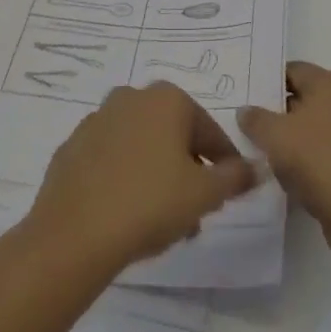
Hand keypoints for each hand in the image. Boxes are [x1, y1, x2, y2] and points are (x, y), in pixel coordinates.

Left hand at [24, 82, 257, 276]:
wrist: (73, 234)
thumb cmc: (150, 203)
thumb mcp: (205, 194)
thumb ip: (235, 177)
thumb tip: (257, 166)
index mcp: (167, 98)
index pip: (209, 132)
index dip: (224, 165)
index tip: (228, 194)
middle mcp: (131, 97)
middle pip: (173, 136)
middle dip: (187, 171)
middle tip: (195, 212)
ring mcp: (97, 120)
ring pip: (142, 148)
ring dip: (157, 176)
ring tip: (162, 223)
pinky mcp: (72, 147)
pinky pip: (110, 161)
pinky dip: (124, 179)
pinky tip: (126, 215)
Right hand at [238, 62, 330, 264]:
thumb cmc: (317, 158)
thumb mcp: (274, 134)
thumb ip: (255, 118)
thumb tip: (246, 110)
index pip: (294, 70)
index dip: (269, 81)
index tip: (247, 96)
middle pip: (305, 98)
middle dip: (278, 111)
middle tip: (250, 124)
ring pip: (316, 128)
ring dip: (292, 138)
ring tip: (264, 151)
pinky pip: (326, 152)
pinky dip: (308, 159)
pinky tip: (288, 175)